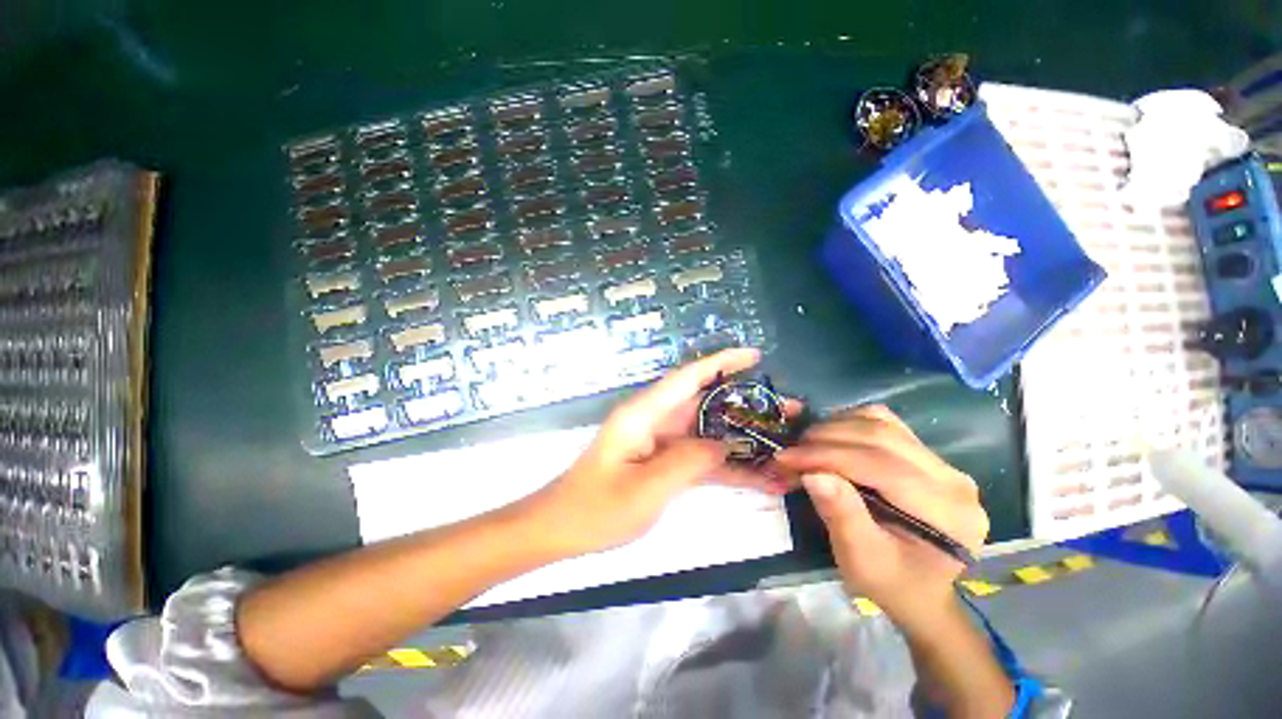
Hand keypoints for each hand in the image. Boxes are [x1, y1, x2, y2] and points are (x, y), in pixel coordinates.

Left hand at [531, 348, 780, 555]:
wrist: (562, 528)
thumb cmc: (596, 508)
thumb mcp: (646, 488)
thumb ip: (689, 461)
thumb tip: (725, 444)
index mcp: (644, 414)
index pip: (688, 377)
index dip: (722, 362)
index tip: (755, 357)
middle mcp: (655, 420)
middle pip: (706, 403)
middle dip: (746, 404)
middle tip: (788, 409)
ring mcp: (661, 442)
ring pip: (708, 431)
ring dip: (743, 436)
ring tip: (784, 440)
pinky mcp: (663, 462)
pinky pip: (700, 457)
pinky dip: (727, 465)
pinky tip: (759, 476)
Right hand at [774, 405, 987, 630]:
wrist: (920, 592)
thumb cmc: (891, 583)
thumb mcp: (861, 560)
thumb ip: (841, 515)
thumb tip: (812, 474)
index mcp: (946, 512)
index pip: (881, 465)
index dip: (827, 456)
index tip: (786, 457)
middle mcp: (953, 479)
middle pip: (881, 436)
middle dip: (825, 438)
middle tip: (790, 449)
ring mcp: (942, 463)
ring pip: (881, 422)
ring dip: (835, 427)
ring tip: (807, 445)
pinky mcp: (926, 455)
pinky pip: (883, 423)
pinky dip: (849, 424)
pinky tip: (831, 440)